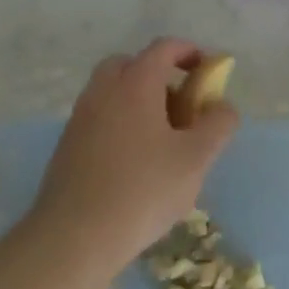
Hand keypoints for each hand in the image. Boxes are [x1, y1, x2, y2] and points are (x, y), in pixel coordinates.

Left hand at [24, 39, 238, 283]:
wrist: (72, 240)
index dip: (189, 52)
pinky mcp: (66, 148)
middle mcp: (102, 92)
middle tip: (180, 105)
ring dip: (139, 102)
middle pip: (130, 65)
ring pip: (112, 93)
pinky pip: (100, 119)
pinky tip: (136, 163)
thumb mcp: (197, 158)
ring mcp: (80, 120)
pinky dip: (120, 124)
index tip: (207, 71)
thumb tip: (222, 107)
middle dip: (158, 75)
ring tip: (162, 139)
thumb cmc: (142, 191)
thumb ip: (219, 124)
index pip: (163, 48)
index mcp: (135, 84)